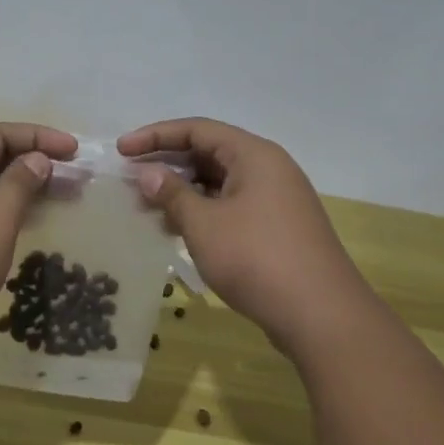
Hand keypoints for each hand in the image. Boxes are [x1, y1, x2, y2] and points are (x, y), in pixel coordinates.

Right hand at [117, 118, 375, 343]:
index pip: (197, 129)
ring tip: (147, 207)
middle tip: (130, 179)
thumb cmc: (257, 259)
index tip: (122, 150)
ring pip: (220, 182)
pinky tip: (178, 230)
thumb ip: (172, 194)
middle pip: (210, 152)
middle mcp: (269, 168)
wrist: (321, 315)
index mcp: (254, 155)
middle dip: (167, 164)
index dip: (155, 136)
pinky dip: (203, 211)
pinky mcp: (278, 227)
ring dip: (183, 191)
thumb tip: (148, 174)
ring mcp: (276, 199)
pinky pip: (232, 205)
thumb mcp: (204, 225)